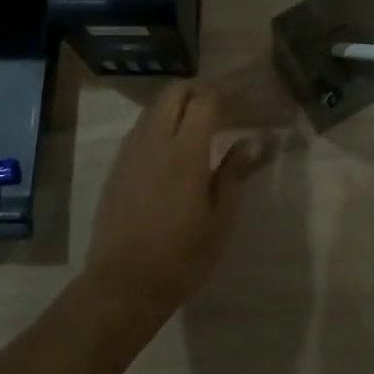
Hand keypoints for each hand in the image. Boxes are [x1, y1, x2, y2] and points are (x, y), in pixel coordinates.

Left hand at [83, 81, 264, 323]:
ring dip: (179, 104)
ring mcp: (131, 152)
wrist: (123, 285)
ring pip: (155, 107)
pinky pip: (141, 127)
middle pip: (175, 92)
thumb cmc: (181, 256)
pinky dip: (162, 122)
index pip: (206, 100)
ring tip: (202, 122)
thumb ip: (235, 172)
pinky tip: (175, 145)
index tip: (246, 99)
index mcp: (185, 152)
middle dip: (201, 89)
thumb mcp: (220, 218)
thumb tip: (256, 140)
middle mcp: (154, 141)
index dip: (228, 93)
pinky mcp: (118, 166)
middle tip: (225, 105)